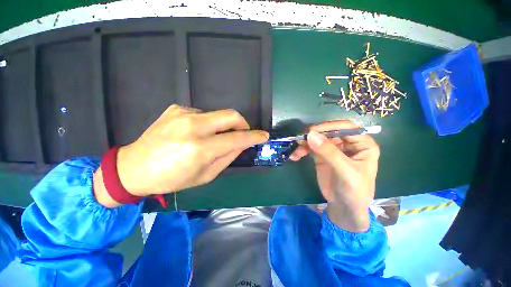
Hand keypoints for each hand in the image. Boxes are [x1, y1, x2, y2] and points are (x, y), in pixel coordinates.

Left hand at [94, 105, 268, 206]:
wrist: (134, 167)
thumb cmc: (172, 179)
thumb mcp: (205, 175)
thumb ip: (228, 157)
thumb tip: (242, 144)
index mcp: (200, 148)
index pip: (237, 138)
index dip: (254, 136)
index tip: (264, 135)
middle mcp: (193, 126)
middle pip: (231, 115)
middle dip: (243, 123)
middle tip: (242, 133)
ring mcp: (183, 114)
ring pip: (218, 114)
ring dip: (223, 126)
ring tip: (214, 138)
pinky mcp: (176, 109)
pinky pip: (203, 114)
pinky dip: (208, 124)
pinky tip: (196, 133)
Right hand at [289, 120, 379, 231]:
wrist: (344, 207)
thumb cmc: (354, 190)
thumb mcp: (345, 171)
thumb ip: (329, 152)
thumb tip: (311, 134)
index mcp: (362, 144)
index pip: (346, 127)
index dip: (329, 126)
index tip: (312, 131)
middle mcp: (347, 143)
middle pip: (328, 132)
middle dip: (313, 136)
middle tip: (299, 140)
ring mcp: (333, 149)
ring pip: (317, 139)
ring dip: (305, 144)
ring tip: (296, 152)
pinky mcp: (321, 155)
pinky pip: (310, 148)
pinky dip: (302, 150)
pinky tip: (295, 156)